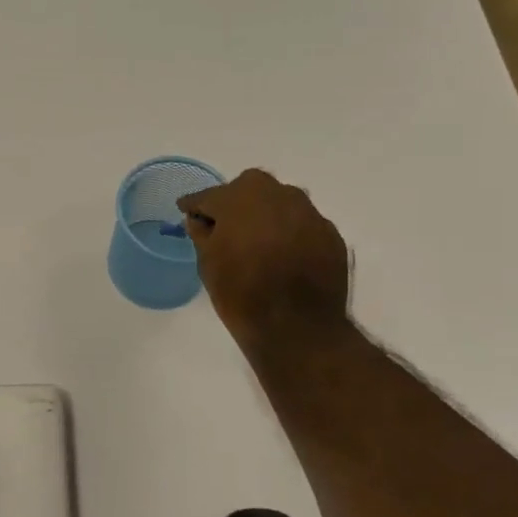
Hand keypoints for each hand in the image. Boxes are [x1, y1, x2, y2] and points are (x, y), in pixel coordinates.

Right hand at [179, 169, 353, 359]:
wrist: (297, 327)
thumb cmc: (241, 293)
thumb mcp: (208, 264)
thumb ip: (202, 234)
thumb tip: (200, 220)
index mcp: (240, 198)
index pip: (210, 196)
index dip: (196, 205)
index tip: (186, 210)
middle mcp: (278, 194)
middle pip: (250, 188)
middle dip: (235, 202)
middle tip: (226, 226)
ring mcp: (309, 212)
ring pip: (280, 202)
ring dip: (266, 215)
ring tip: (258, 241)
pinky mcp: (330, 234)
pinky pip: (302, 224)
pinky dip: (290, 233)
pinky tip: (284, 255)